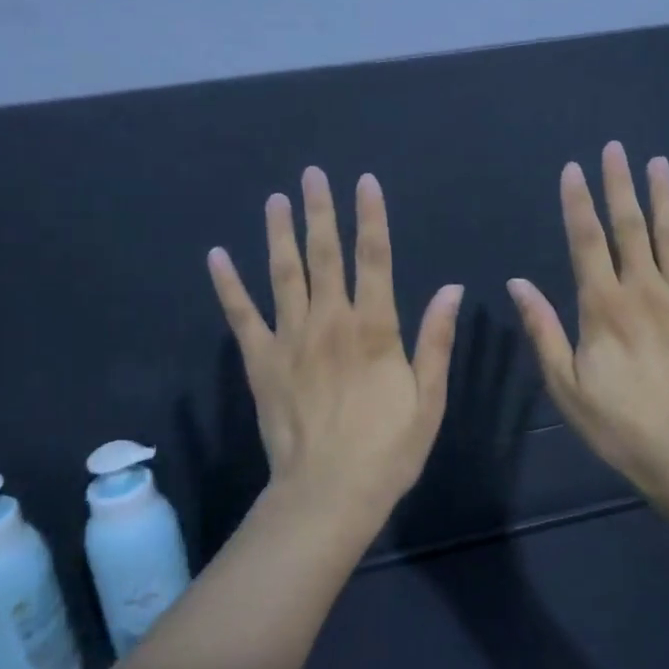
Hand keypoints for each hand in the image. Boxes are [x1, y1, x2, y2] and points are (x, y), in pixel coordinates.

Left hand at [208, 166, 463, 527]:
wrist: (328, 494)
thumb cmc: (387, 450)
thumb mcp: (428, 399)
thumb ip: (436, 341)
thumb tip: (451, 289)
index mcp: (374, 329)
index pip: (375, 259)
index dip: (371, 217)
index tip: (365, 182)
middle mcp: (330, 322)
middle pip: (325, 255)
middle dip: (320, 211)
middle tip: (312, 175)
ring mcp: (290, 339)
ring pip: (283, 274)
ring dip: (279, 234)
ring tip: (275, 200)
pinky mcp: (261, 362)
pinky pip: (241, 316)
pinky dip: (228, 285)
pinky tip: (217, 256)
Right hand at [508, 141, 668, 499]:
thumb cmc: (617, 423)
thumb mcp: (565, 383)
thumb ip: (543, 329)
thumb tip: (518, 282)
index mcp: (603, 306)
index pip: (586, 241)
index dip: (578, 203)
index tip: (573, 169)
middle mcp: (644, 291)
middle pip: (630, 227)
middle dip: (620, 185)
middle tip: (616, 149)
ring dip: (664, 197)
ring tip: (658, 163)